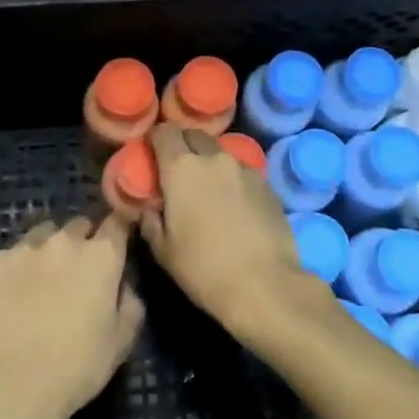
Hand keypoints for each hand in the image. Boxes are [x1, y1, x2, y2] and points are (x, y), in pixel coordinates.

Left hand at [0, 216, 143, 418]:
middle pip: (80, 225)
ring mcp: (27, 247)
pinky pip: (12, 254)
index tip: (117, 244)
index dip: (119, 230)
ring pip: (44, 233)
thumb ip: (130, 303)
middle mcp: (66, 240)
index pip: (117, 221)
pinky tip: (14, 293)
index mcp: (102, 255)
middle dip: (83, 241)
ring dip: (50, 248)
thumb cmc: (77, 366)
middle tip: (78, 271)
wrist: (14, 385)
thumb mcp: (122, 341)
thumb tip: (123, 285)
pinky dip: (17, 267)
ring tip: (44, 278)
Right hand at [141, 123, 327, 340]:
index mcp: (182, 168)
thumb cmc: (204, 269)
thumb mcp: (163, 251)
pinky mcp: (268, 185)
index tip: (151, 154)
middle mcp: (214, 159)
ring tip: (208, 190)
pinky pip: (242, 173)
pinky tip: (233, 206)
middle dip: (183, 145)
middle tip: (177, 170)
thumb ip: (150, 220)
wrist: (265, 286)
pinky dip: (232, 180)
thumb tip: (150, 206)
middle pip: (194, 136)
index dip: (155, 139)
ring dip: (209, 164)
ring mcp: (245, 169)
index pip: (164, 132)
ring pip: (220, 154)